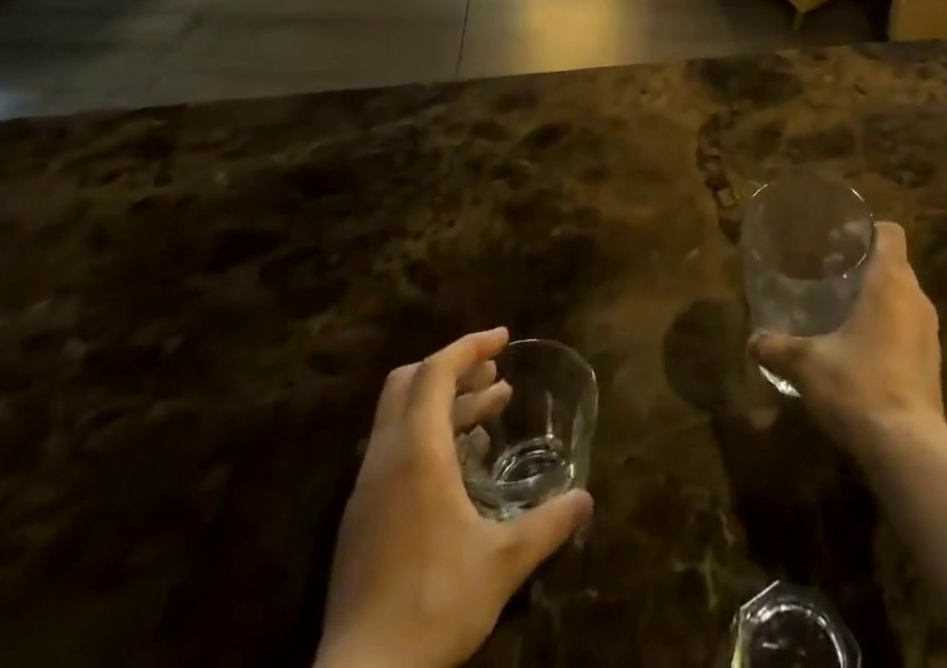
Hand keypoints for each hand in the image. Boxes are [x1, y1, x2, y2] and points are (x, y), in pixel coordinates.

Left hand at [316, 328, 592, 667]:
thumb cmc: (434, 606)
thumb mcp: (503, 564)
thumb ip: (549, 525)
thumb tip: (587, 499)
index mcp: (416, 453)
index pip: (436, 371)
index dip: (470, 346)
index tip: (504, 339)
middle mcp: (385, 459)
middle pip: (409, 383)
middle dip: (453, 368)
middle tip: (494, 374)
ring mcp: (366, 491)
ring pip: (400, 418)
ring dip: (443, 404)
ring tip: (489, 412)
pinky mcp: (359, 520)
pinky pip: (393, 451)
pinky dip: (427, 437)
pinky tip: (461, 467)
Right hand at [750, 222, 944, 461]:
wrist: (908, 449)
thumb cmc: (858, 385)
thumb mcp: (807, 365)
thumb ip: (779, 348)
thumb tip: (753, 341)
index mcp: (891, 282)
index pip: (890, 233)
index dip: (867, 231)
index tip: (840, 242)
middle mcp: (916, 298)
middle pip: (895, 265)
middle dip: (866, 267)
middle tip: (831, 277)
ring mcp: (929, 333)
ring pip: (903, 299)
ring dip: (879, 301)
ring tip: (843, 313)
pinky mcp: (932, 364)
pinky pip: (910, 330)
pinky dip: (889, 330)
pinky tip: (862, 351)